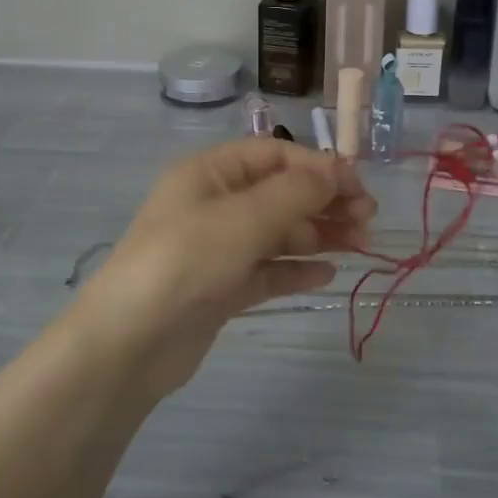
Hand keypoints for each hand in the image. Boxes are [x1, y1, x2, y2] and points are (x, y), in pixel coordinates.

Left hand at [74, 139, 376, 395]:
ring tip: (359, 245)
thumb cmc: (186, 260)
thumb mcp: (244, 217)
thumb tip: (336, 171)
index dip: (318, 166)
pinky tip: (327, 274)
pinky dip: (296, 269)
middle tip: (368, 220)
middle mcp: (214, 204)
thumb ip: (296, 193)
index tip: (358, 187)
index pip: (275, 155)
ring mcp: (217, 248)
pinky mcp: (221, 288)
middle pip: (280, 193)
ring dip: (318, 235)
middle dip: (324, 202)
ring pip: (278, 233)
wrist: (130, 342)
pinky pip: (267, 270)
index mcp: (210, 173)